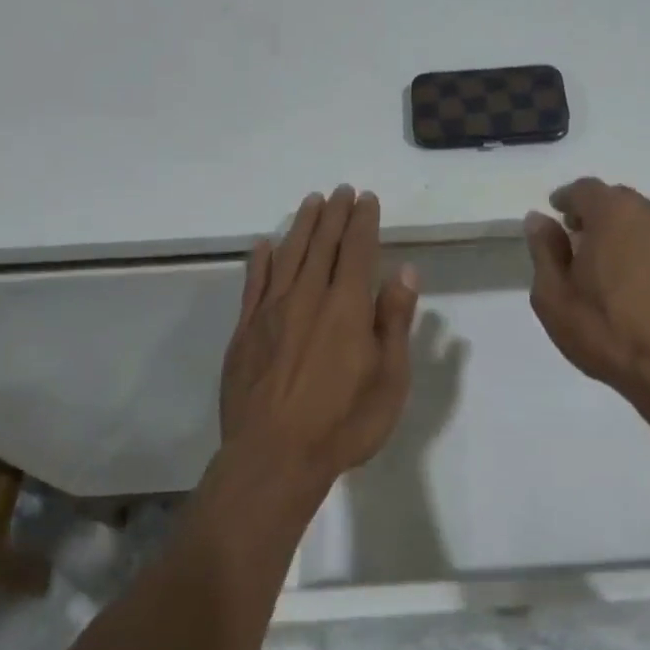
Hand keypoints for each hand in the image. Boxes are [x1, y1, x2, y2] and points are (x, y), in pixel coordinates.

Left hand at [218, 186, 419, 490]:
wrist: (274, 458)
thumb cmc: (343, 422)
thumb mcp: (389, 378)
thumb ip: (394, 321)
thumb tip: (405, 272)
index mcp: (346, 307)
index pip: (357, 250)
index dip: (363, 221)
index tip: (366, 198)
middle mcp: (307, 298)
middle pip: (322, 245)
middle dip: (333, 215)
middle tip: (340, 190)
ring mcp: (271, 313)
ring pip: (288, 256)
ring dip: (301, 226)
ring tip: (310, 202)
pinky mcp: (245, 332)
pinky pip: (253, 285)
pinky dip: (260, 261)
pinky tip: (263, 245)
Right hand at [524, 178, 649, 404]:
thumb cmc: (606, 331)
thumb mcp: (554, 296)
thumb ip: (544, 251)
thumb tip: (539, 219)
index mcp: (613, 214)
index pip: (584, 188)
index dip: (567, 199)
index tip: (557, 215)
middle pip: (619, 202)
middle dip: (597, 215)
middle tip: (581, 242)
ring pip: (647, 225)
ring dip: (627, 237)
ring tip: (613, 269)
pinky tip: (646, 292)